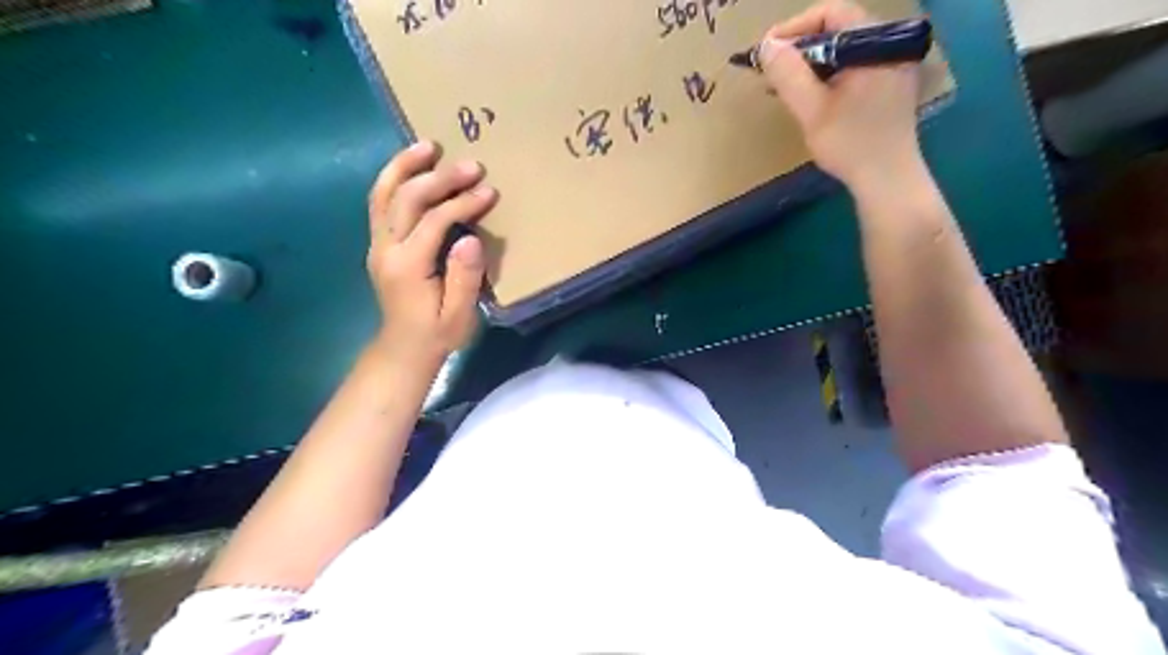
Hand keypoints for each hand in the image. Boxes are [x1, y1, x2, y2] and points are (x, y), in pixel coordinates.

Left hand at [364, 142, 492, 363]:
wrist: (403, 348)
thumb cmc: (437, 334)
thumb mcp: (459, 316)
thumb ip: (464, 278)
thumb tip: (470, 239)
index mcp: (408, 266)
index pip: (434, 221)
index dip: (462, 203)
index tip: (489, 192)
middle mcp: (386, 249)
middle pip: (406, 198)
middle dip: (439, 177)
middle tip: (471, 165)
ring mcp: (377, 243)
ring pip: (383, 193)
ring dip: (405, 166)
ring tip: (428, 145)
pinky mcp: (378, 243)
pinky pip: (380, 202)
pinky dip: (394, 179)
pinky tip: (412, 166)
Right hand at [763, 0, 925, 191]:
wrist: (888, 179)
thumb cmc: (850, 144)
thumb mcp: (812, 110)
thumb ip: (788, 75)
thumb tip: (766, 46)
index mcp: (877, 42)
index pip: (830, 13)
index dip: (793, 29)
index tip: (766, 52)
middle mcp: (891, 43)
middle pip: (837, 28)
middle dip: (799, 47)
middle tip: (771, 71)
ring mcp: (894, 62)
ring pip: (844, 48)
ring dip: (811, 63)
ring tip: (784, 85)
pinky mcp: (890, 82)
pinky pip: (854, 64)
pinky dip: (827, 74)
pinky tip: (809, 94)